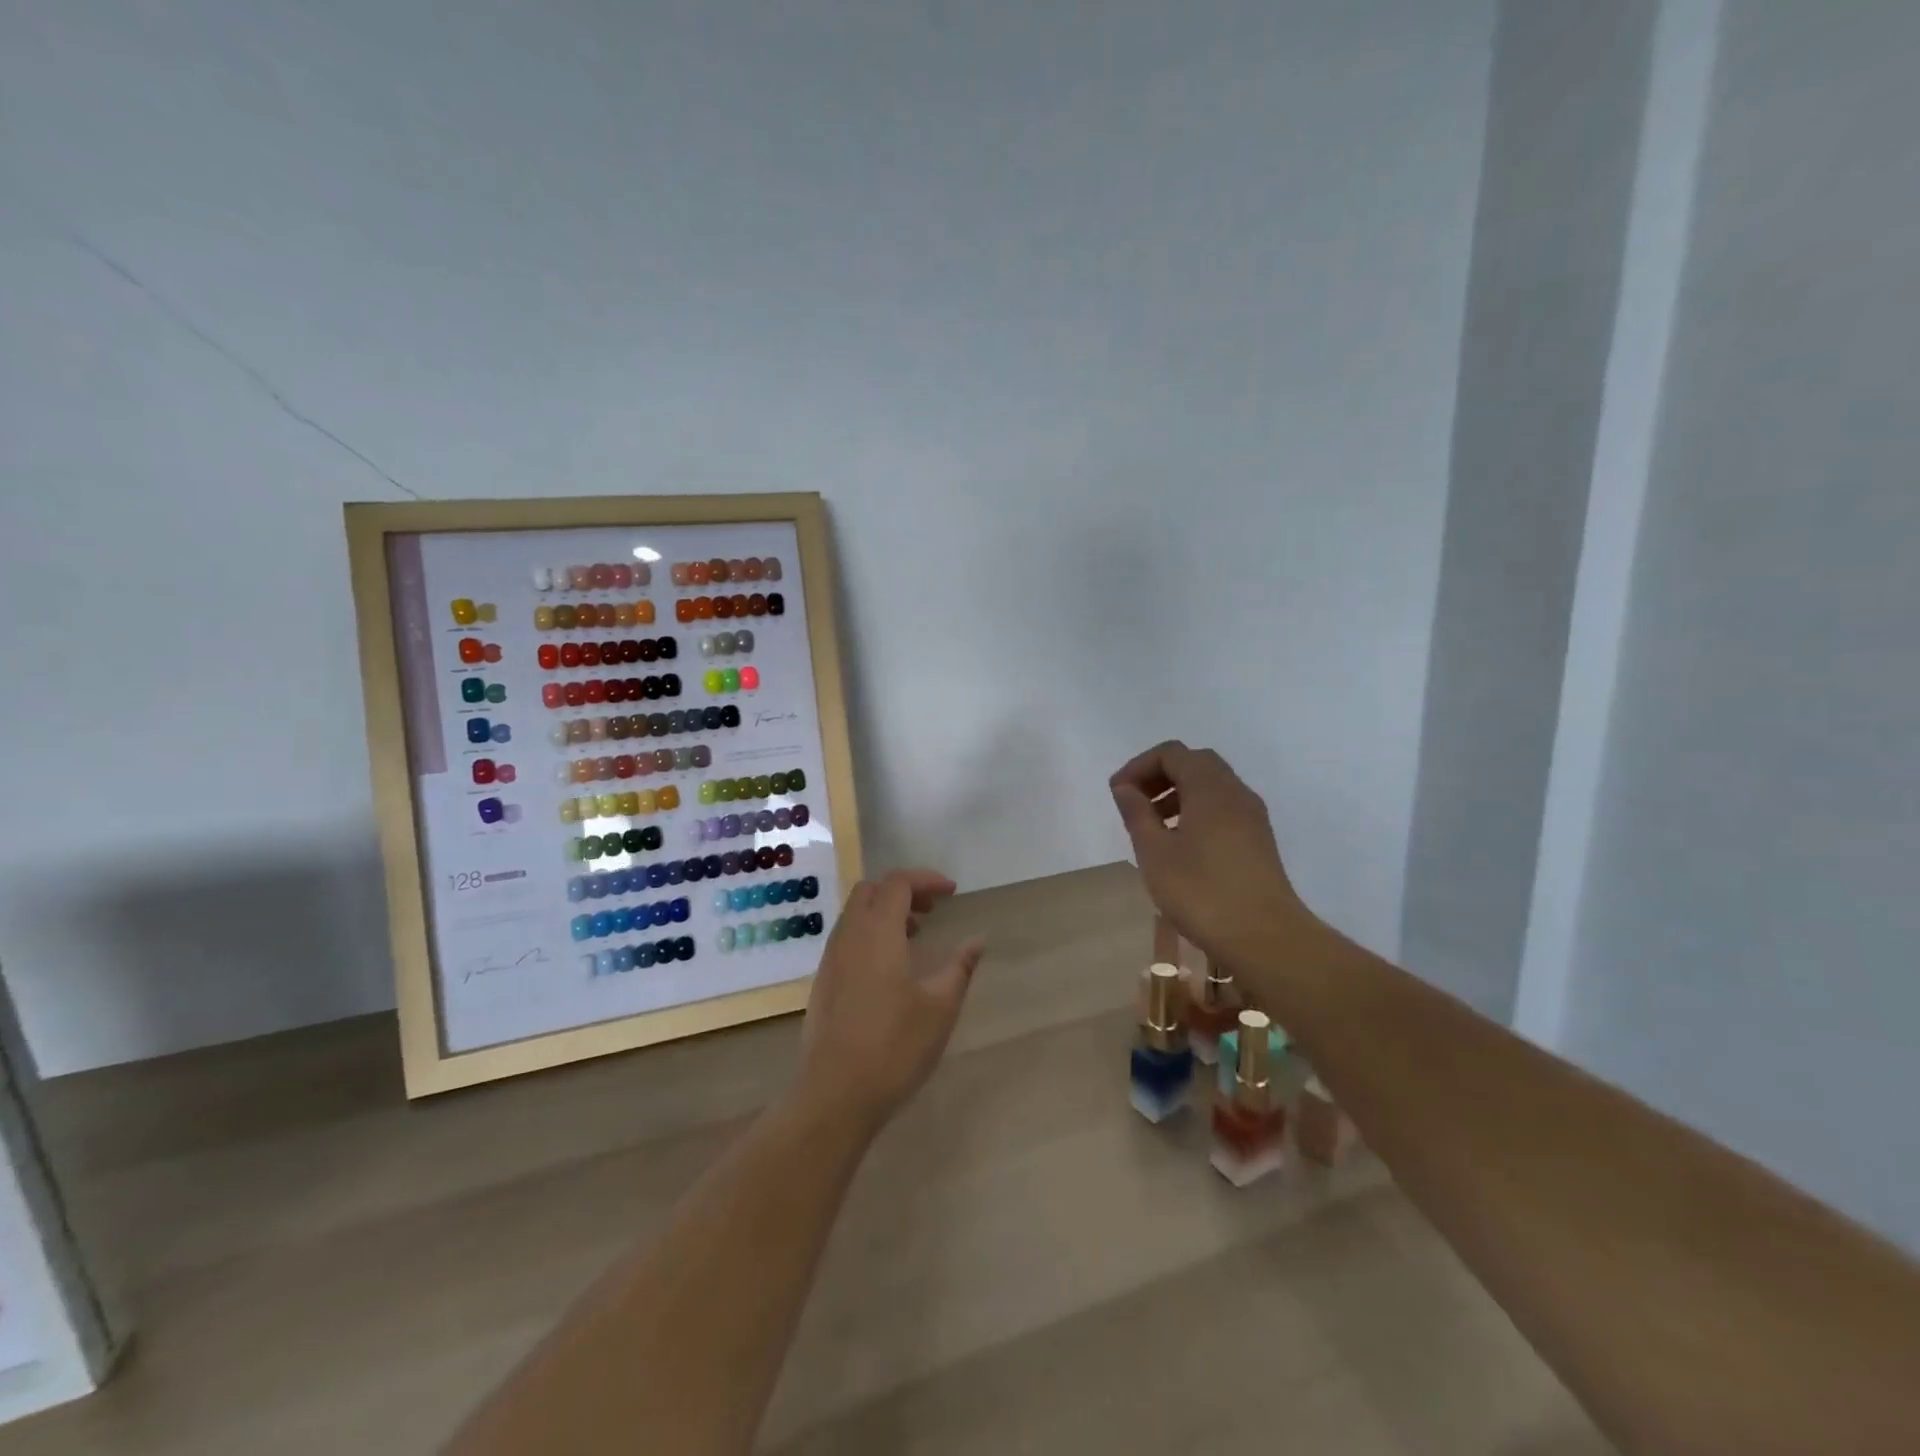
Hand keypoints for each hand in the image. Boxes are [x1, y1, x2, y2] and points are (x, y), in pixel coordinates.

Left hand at [794, 869, 985, 1129]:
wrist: (834, 1094)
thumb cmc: (894, 1047)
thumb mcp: (939, 1008)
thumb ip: (960, 968)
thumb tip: (977, 941)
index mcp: (877, 933)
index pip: (897, 883)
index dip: (926, 880)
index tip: (952, 892)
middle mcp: (849, 937)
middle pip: (871, 891)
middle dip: (903, 890)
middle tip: (932, 908)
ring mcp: (831, 960)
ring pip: (855, 914)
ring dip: (884, 911)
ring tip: (915, 934)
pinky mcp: (823, 982)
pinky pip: (847, 938)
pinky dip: (870, 933)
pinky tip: (890, 966)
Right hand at [1109, 741, 1309, 964]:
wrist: (1265, 938)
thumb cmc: (1201, 892)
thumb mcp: (1155, 853)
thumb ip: (1137, 813)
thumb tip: (1125, 787)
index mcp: (1210, 788)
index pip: (1172, 753)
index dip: (1139, 766)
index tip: (1118, 793)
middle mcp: (1235, 792)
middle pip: (1195, 763)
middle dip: (1160, 776)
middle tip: (1134, 803)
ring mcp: (1252, 816)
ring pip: (1211, 786)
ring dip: (1178, 794)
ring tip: (1153, 826)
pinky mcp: (1258, 840)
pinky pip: (1223, 808)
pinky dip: (1196, 811)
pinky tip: (1180, 845)